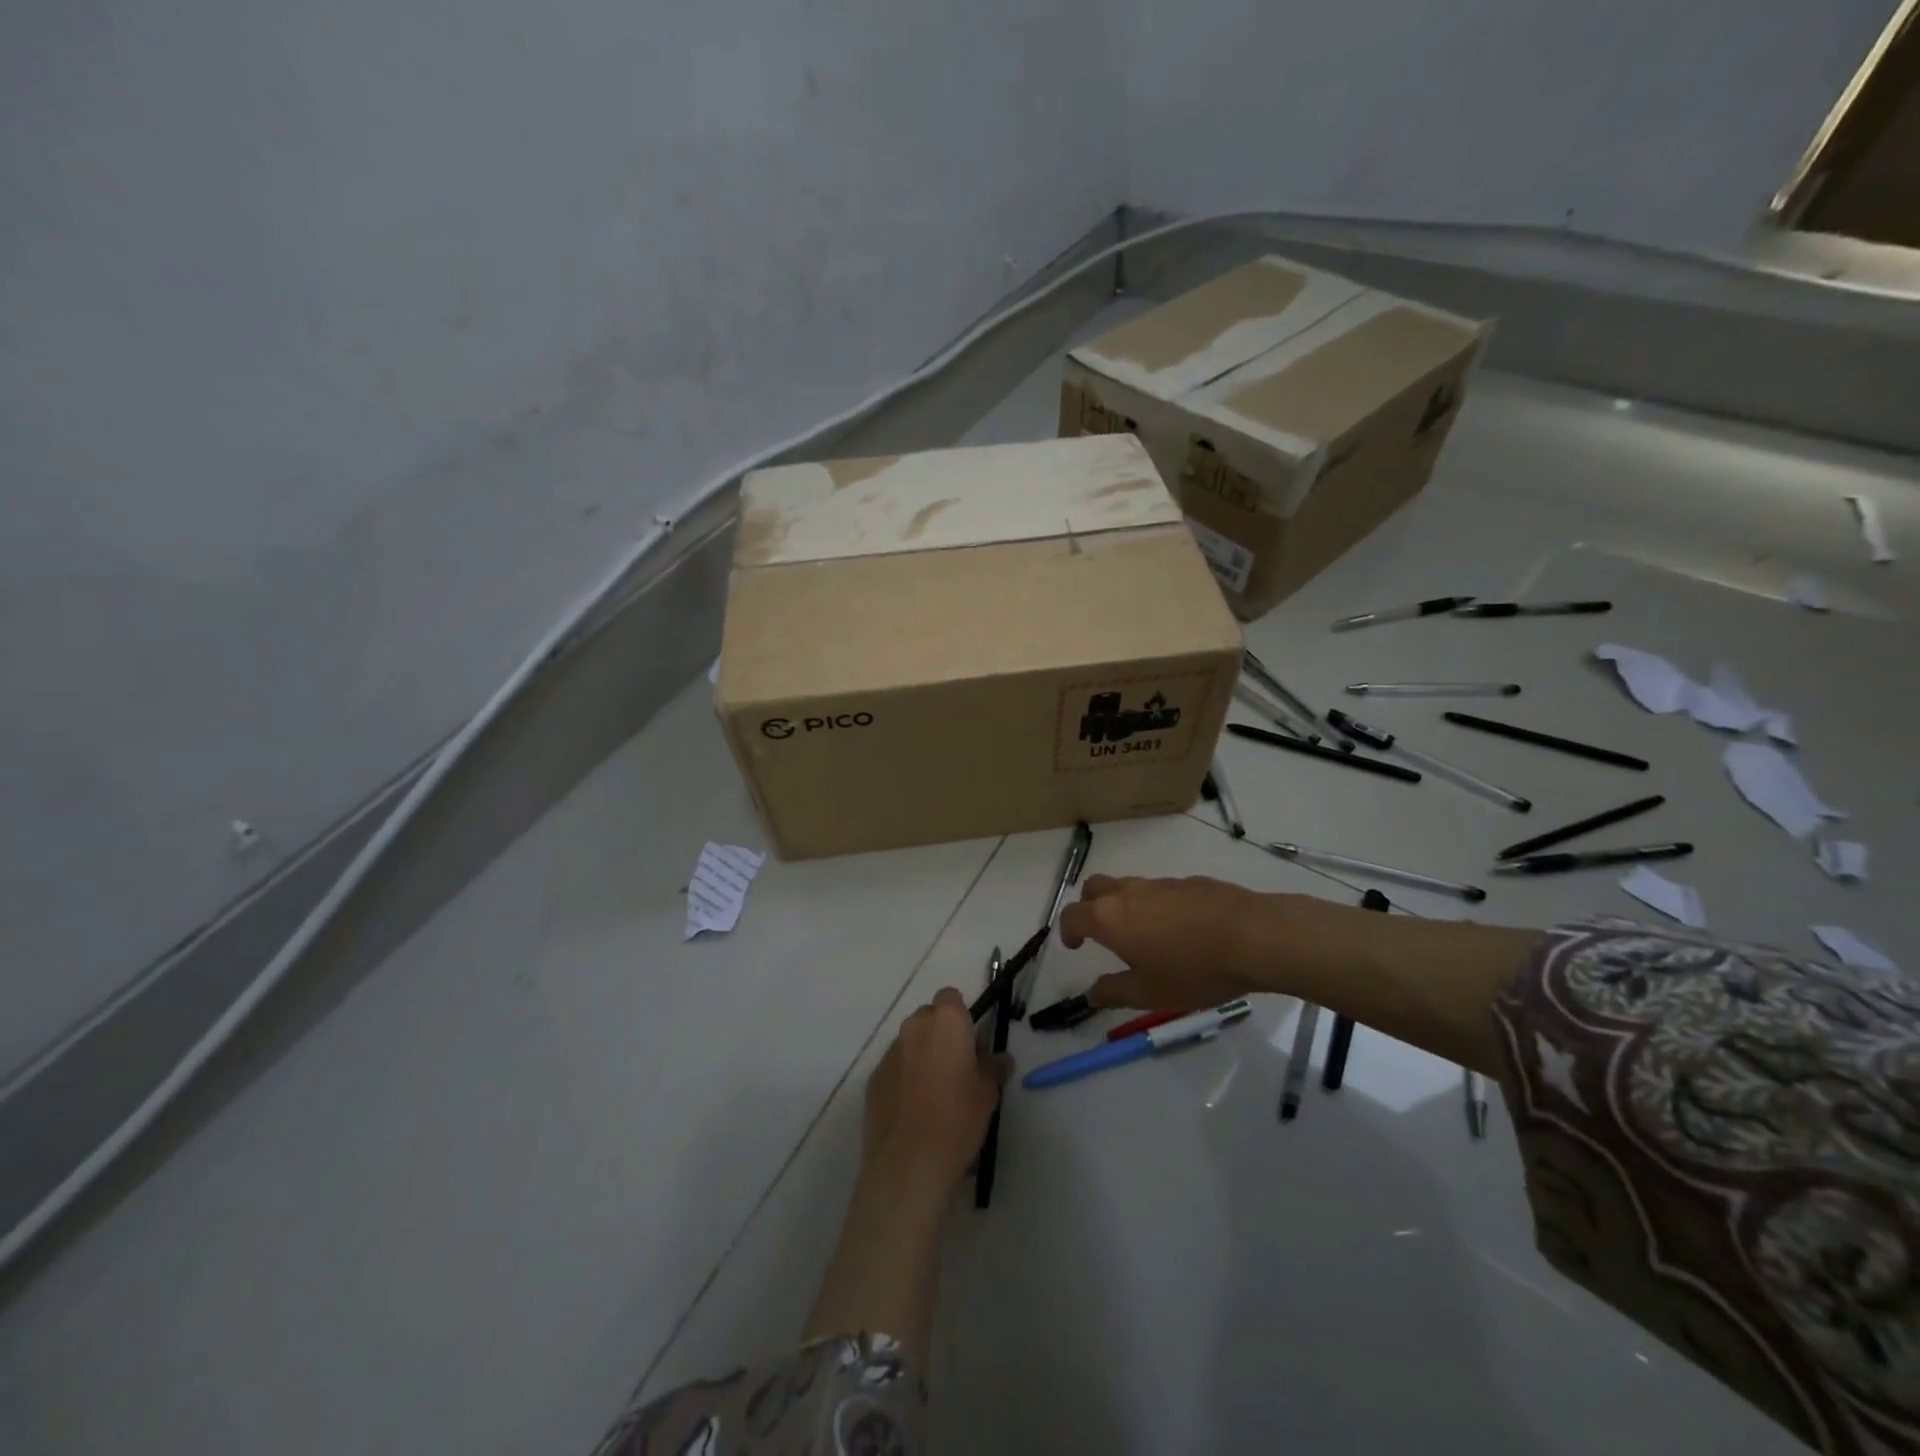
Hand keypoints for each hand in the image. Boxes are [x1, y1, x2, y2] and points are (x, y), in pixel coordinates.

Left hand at [863, 989, 1007, 1193]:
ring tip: (934, 1093)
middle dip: (941, 1035)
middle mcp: (914, 1027)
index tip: (971, 1043)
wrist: (908, 1162)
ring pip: (910, 1042)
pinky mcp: (873, 1077)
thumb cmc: (957, 1119)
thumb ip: (994, 1067)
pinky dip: (904, 1078)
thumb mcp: (988, 1093)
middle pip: (929, 1017)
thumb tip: (998, 1058)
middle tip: (957, 1068)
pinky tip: (913, 1109)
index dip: (961, 1016)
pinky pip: (894, 1067)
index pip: (951, 998)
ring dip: (922, 1056)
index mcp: (946, 1022)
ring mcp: (889, 1052)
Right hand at [1059, 874, 1276, 1009]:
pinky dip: (1156, 905)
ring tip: (1143, 935)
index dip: (1067, 930)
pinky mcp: (1188, 882)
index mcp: (1110, 919)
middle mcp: (1128, 893)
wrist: (1252, 936)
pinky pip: (1159, 890)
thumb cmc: (1193, 970)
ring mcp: (1160, 883)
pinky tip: (1180, 930)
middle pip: (1094, 887)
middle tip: (1100, 931)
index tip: (1075, 946)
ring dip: (1124, 905)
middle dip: (1089, 905)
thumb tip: (1091, 993)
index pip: (1072, 915)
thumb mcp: (1150, 993)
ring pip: (1128, 886)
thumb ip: (1114, 992)